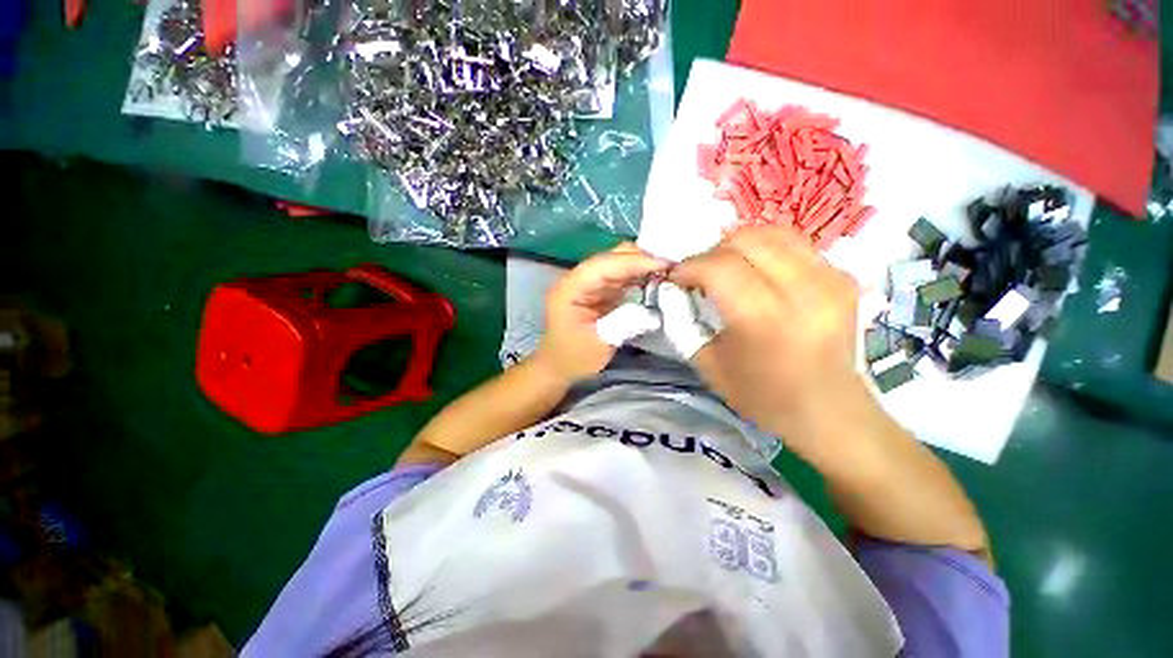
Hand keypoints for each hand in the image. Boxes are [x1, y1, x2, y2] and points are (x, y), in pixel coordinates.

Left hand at [535, 243, 668, 382]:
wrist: (558, 366)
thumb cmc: (573, 358)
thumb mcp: (599, 345)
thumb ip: (623, 323)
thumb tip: (651, 307)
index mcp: (569, 290)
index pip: (601, 266)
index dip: (632, 262)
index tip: (662, 263)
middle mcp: (577, 280)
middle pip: (608, 258)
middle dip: (639, 258)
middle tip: (670, 264)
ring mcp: (587, 284)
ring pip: (616, 264)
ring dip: (640, 265)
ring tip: (668, 270)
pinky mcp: (597, 290)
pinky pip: (619, 276)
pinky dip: (637, 275)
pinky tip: (654, 279)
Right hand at [669, 227, 877, 455]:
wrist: (830, 411)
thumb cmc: (762, 396)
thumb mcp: (708, 365)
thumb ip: (684, 321)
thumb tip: (673, 288)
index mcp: (765, 320)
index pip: (719, 266)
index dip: (690, 266)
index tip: (676, 277)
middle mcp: (804, 291)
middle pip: (745, 240)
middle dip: (711, 252)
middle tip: (701, 275)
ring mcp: (830, 278)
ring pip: (771, 232)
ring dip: (738, 245)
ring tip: (727, 269)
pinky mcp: (843, 276)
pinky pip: (793, 242)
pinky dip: (765, 250)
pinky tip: (757, 272)